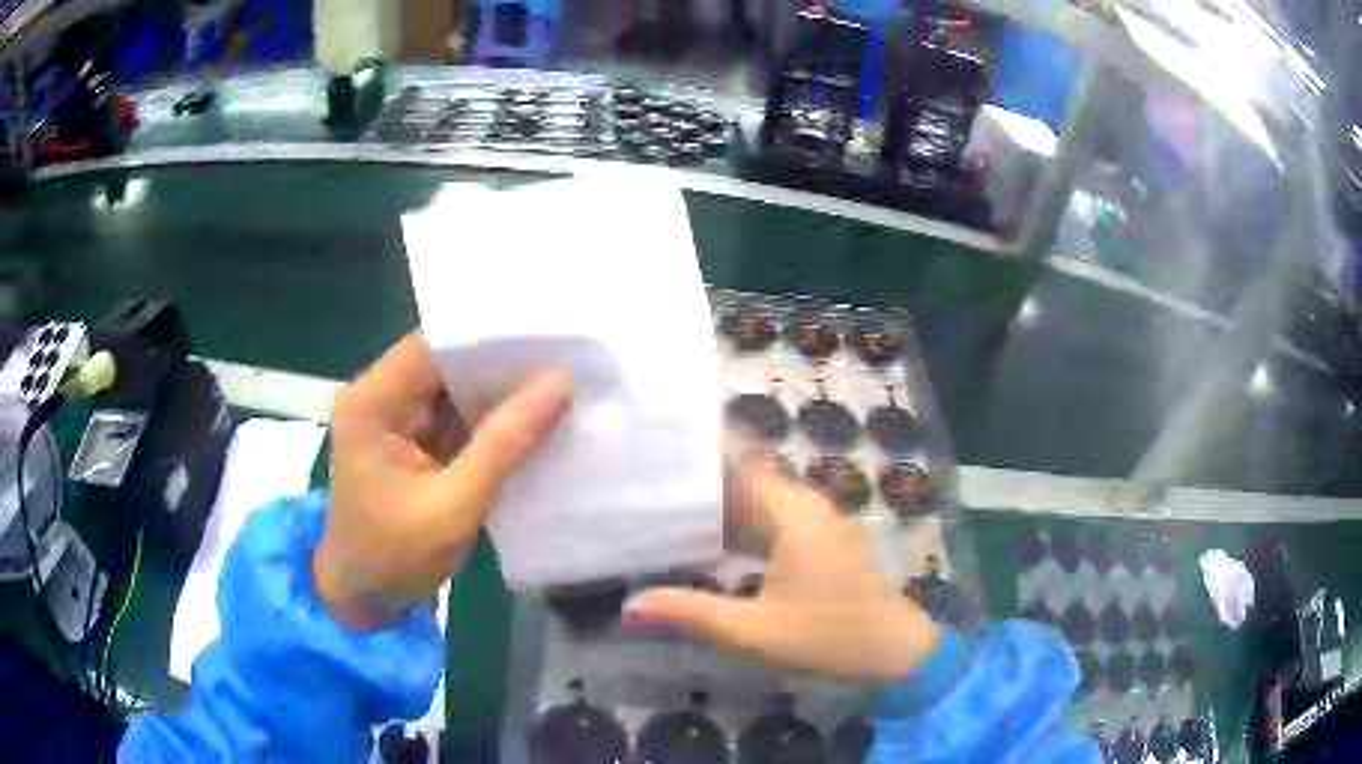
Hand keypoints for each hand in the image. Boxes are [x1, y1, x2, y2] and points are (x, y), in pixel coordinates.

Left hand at [314, 333, 571, 629]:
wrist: (362, 602)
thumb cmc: (395, 557)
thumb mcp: (454, 506)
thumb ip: (505, 445)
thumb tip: (559, 384)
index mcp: (373, 401)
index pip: (436, 344)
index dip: (491, 337)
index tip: (548, 335)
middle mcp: (379, 396)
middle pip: (446, 362)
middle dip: (502, 364)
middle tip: (566, 357)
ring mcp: (392, 419)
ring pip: (453, 388)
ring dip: (498, 391)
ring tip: (559, 380)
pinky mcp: (408, 442)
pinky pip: (453, 416)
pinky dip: (488, 419)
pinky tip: (531, 416)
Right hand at [625, 458, 941, 679]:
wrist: (895, 652)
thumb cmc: (827, 636)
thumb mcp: (752, 630)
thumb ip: (690, 612)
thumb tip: (629, 606)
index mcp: (793, 514)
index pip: (742, 463)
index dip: (703, 455)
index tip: (660, 454)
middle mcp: (809, 507)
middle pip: (749, 481)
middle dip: (704, 484)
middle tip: (652, 487)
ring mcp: (821, 523)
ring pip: (763, 503)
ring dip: (724, 509)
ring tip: (670, 511)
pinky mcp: (825, 542)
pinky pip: (777, 521)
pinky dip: (745, 528)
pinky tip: (713, 546)